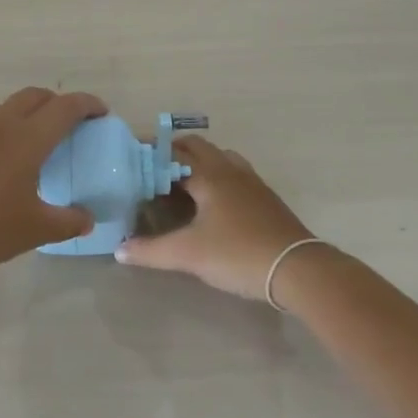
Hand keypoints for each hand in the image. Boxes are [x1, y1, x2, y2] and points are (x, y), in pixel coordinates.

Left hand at [0, 87, 104, 273]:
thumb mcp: (34, 230)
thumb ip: (67, 222)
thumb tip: (87, 219)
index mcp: (28, 138)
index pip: (65, 107)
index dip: (87, 104)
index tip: (101, 112)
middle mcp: (1, 123)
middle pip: (35, 96)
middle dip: (57, 102)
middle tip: (70, 121)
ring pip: (7, 105)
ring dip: (27, 110)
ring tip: (35, 135)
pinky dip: (3, 125)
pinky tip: (1, 153)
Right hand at [116, 135, 330, 302]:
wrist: (299, 270)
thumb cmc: (238, 254)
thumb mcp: (188, 254)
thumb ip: (151, 251)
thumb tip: (119, 249)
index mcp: (208, 176)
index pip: (172, 154)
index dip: (150, 155)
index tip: (130, 159)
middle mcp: (229, 170)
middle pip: (198, 147)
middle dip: (173, 152)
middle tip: (151, 169)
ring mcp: (252, 182)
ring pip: (220, 157)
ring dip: (199, 161)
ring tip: (181, 181)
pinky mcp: (266, 199)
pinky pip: (235, 174)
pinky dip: (218, 176)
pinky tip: (213, 201)